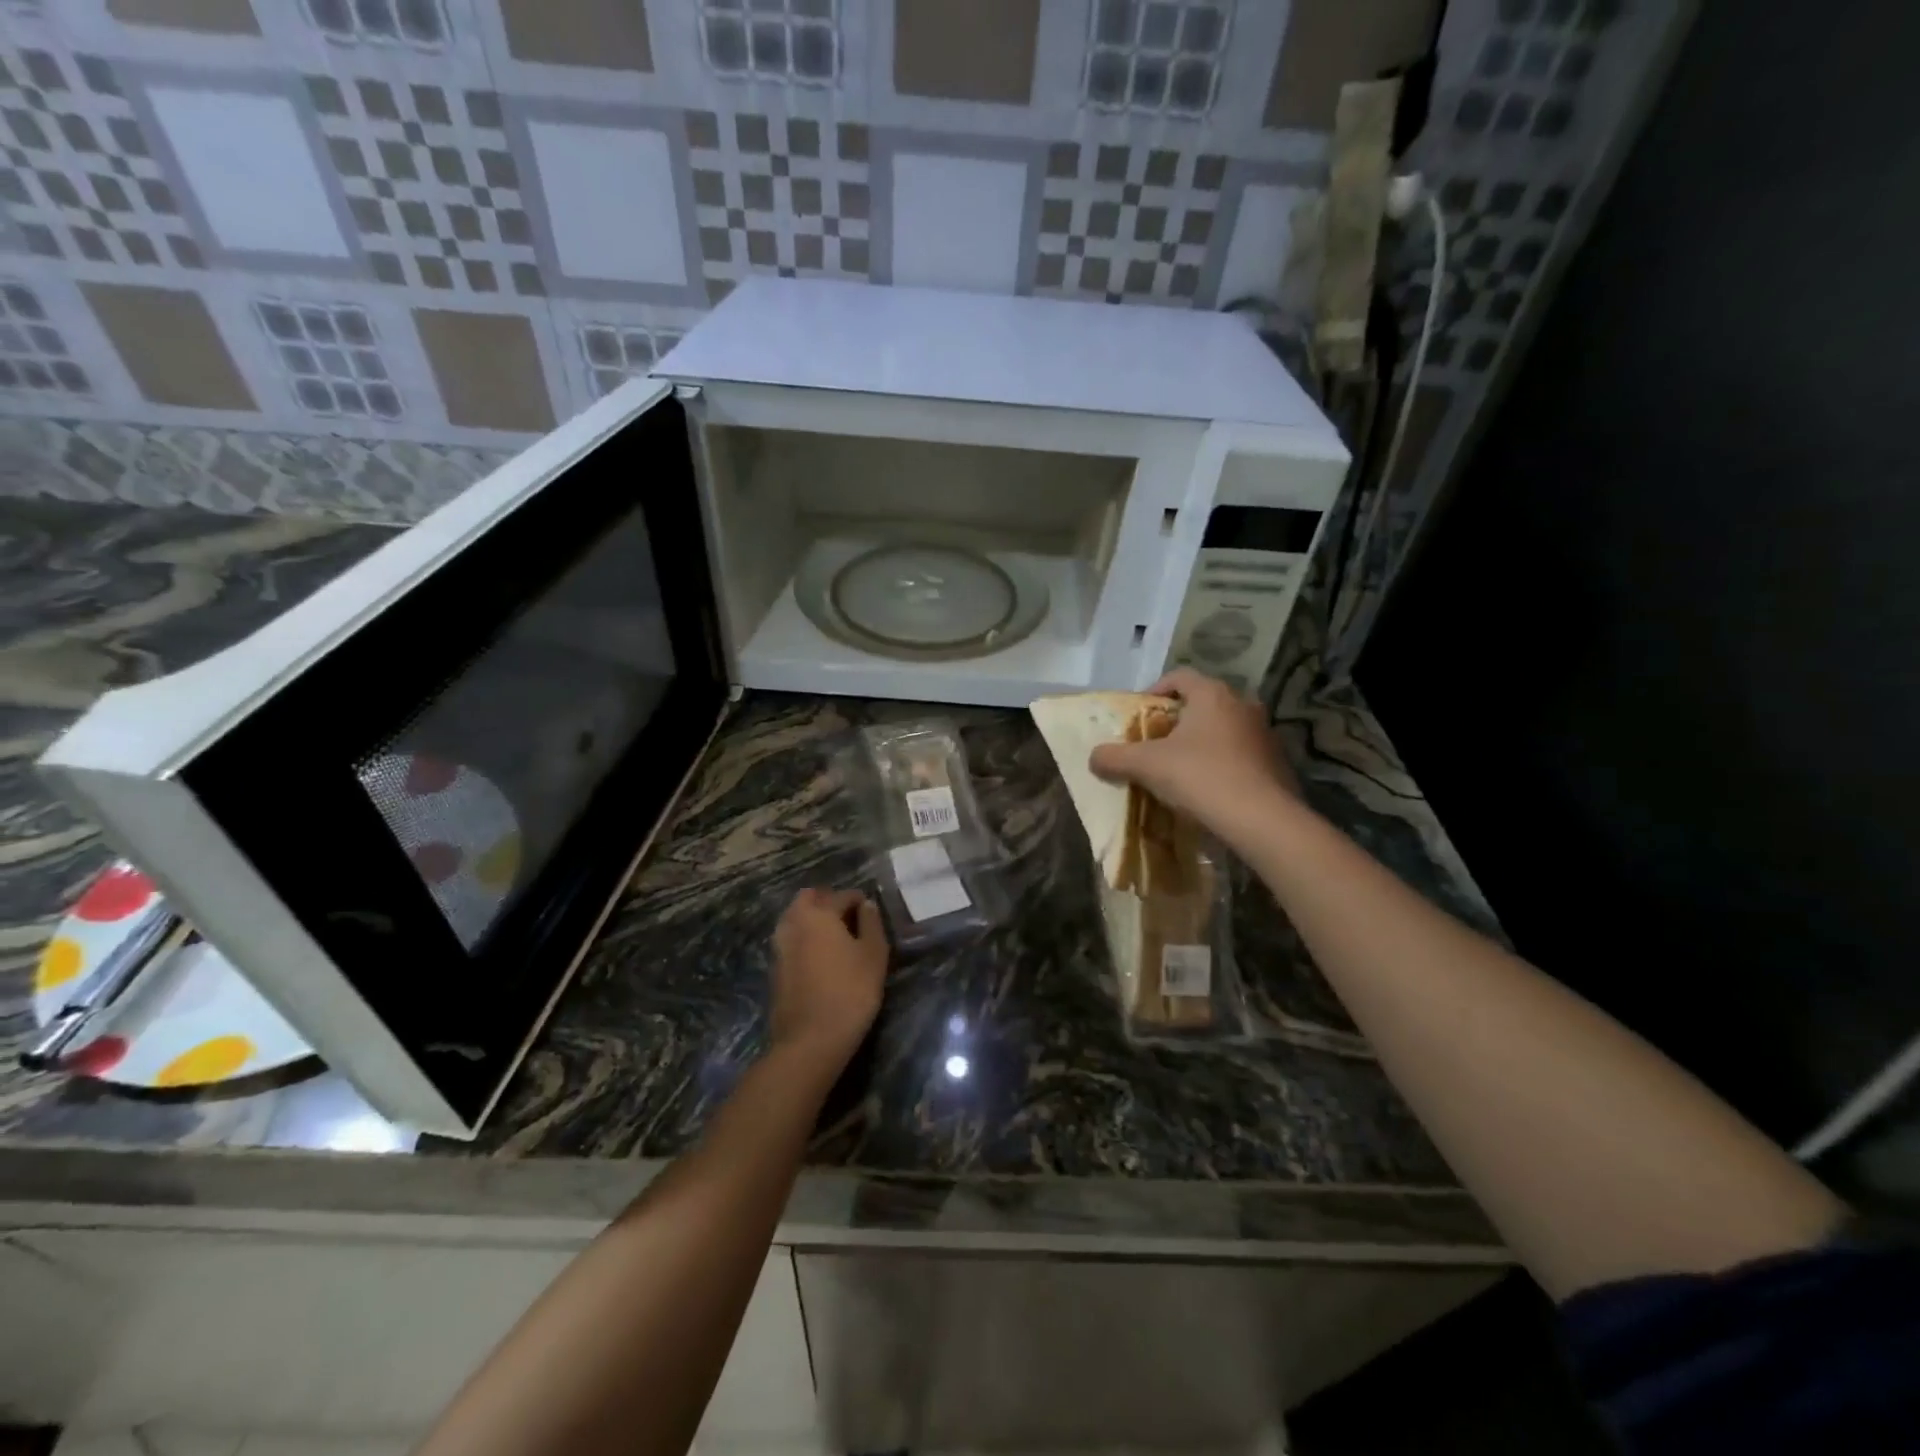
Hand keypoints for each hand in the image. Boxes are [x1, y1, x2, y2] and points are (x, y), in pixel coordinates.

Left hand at [768, 887, 888, 1068]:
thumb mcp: (874, 955)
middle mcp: (793, 923)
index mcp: (818, 913)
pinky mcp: (775, 968)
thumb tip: (866, 905)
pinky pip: (790, 940)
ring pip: (795, 918)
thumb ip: (871, 923)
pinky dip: (804, 939)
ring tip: (836, 939)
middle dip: (828, 901)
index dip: (859, 900)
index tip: (871, 912)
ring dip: (812, 919)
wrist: (810, 1040)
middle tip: (849, 918)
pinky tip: (820, 958)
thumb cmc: (850, 991)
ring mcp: (779, 946)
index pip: (841, 895)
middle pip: (808, 898)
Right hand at [1089, 668, 1300, 845]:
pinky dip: (1221, 763)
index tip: (1139, 716)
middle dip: (1176, 721)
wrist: (1261, 819)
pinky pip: (1240, 753)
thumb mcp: (1146, 766)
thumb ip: (1115, 757)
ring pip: (1222, 729)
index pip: (1179, 677)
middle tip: (1155, 743)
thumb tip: (1093, 757)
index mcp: (1212, 694)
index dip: (1154, 691)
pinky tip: (1207, 788)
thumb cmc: (1200, 777)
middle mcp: (1242, 704)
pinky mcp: (1276, 762)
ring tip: (1179, 769)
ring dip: (1200, 743)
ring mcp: (1264, 733)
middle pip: (1201, 703)